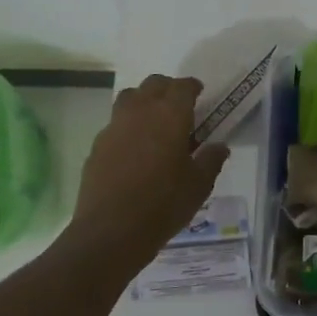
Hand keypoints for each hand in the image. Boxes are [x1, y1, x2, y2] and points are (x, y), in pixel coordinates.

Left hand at [71, 75, 229, 251]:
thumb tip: (219, 146)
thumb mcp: (199, 185)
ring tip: (154, 121)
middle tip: (179, 106)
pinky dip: (127, 126)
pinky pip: (115, 124)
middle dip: (168, 89)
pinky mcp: (97, 146)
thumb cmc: (164, 204)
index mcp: (170, 115)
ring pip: (129, 98)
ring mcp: (114, 127)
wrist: (111, 230)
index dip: (192, 87)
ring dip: (144, 101)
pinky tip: (134, 148)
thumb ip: (211, 160)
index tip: (200, 93)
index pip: (182, 86)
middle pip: (153, 84)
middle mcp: (140, 112)